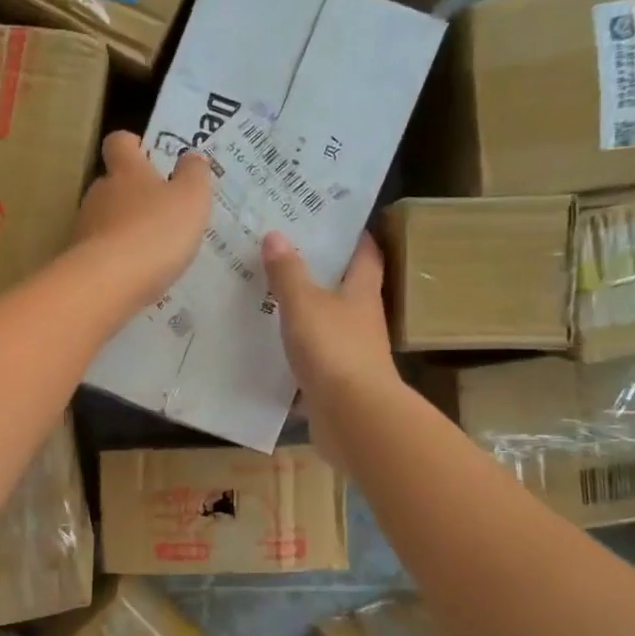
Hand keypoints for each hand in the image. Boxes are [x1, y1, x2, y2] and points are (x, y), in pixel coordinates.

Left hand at [71, 131, 213, 309]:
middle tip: (158, 210)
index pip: (119, 142)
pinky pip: (101, 253)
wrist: (109, 283)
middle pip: (110, 184)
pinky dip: (116, 259)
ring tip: (150, 249)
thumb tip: (191, 156)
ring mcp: (84, 228)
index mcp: (126, 171)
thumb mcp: (191, 199)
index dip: (132, 144)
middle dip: (131, 193)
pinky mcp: (79, 261)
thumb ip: (194, 174)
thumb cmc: (156, 232)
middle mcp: (99, 193)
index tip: (146, 154)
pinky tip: (135, 275)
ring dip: (124, 228)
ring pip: (104, 219)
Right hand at [263, 232, 401, 451]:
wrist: (353, 416)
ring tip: (269, 296)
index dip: (354, 236)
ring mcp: (350, 353)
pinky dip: (295, 350)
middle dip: (322, 272)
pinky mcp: (336, 382)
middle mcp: (362, 320)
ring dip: (305, 312)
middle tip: (287, 252)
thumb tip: (276, 234)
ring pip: (327, 324)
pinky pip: (313, 357)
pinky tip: (269, 346)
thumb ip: (288, 272)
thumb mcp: (304, 304)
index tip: (333, 220)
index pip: (365, 255)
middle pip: (346, 289)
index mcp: (362, 293)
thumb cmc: (334, 349)